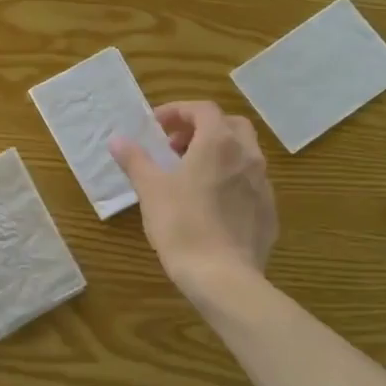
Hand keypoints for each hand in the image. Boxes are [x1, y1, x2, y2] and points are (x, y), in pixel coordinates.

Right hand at [110, 101, 278, 293]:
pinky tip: (211, 204)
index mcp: (218, 142)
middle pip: (229, 125)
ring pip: (244, 153)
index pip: (202, 109)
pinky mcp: (269, 211)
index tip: (155, 128)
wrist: (223, 277)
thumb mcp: (150, 189)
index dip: (177, 111)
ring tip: (191, 175)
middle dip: (202, 129)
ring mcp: (263, 184)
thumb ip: (135, 159)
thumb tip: (117, 139)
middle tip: (176, 148)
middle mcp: (247, 155)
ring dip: (218, 153)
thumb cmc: (182, 224)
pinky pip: (250, 183)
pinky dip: (231, 180)